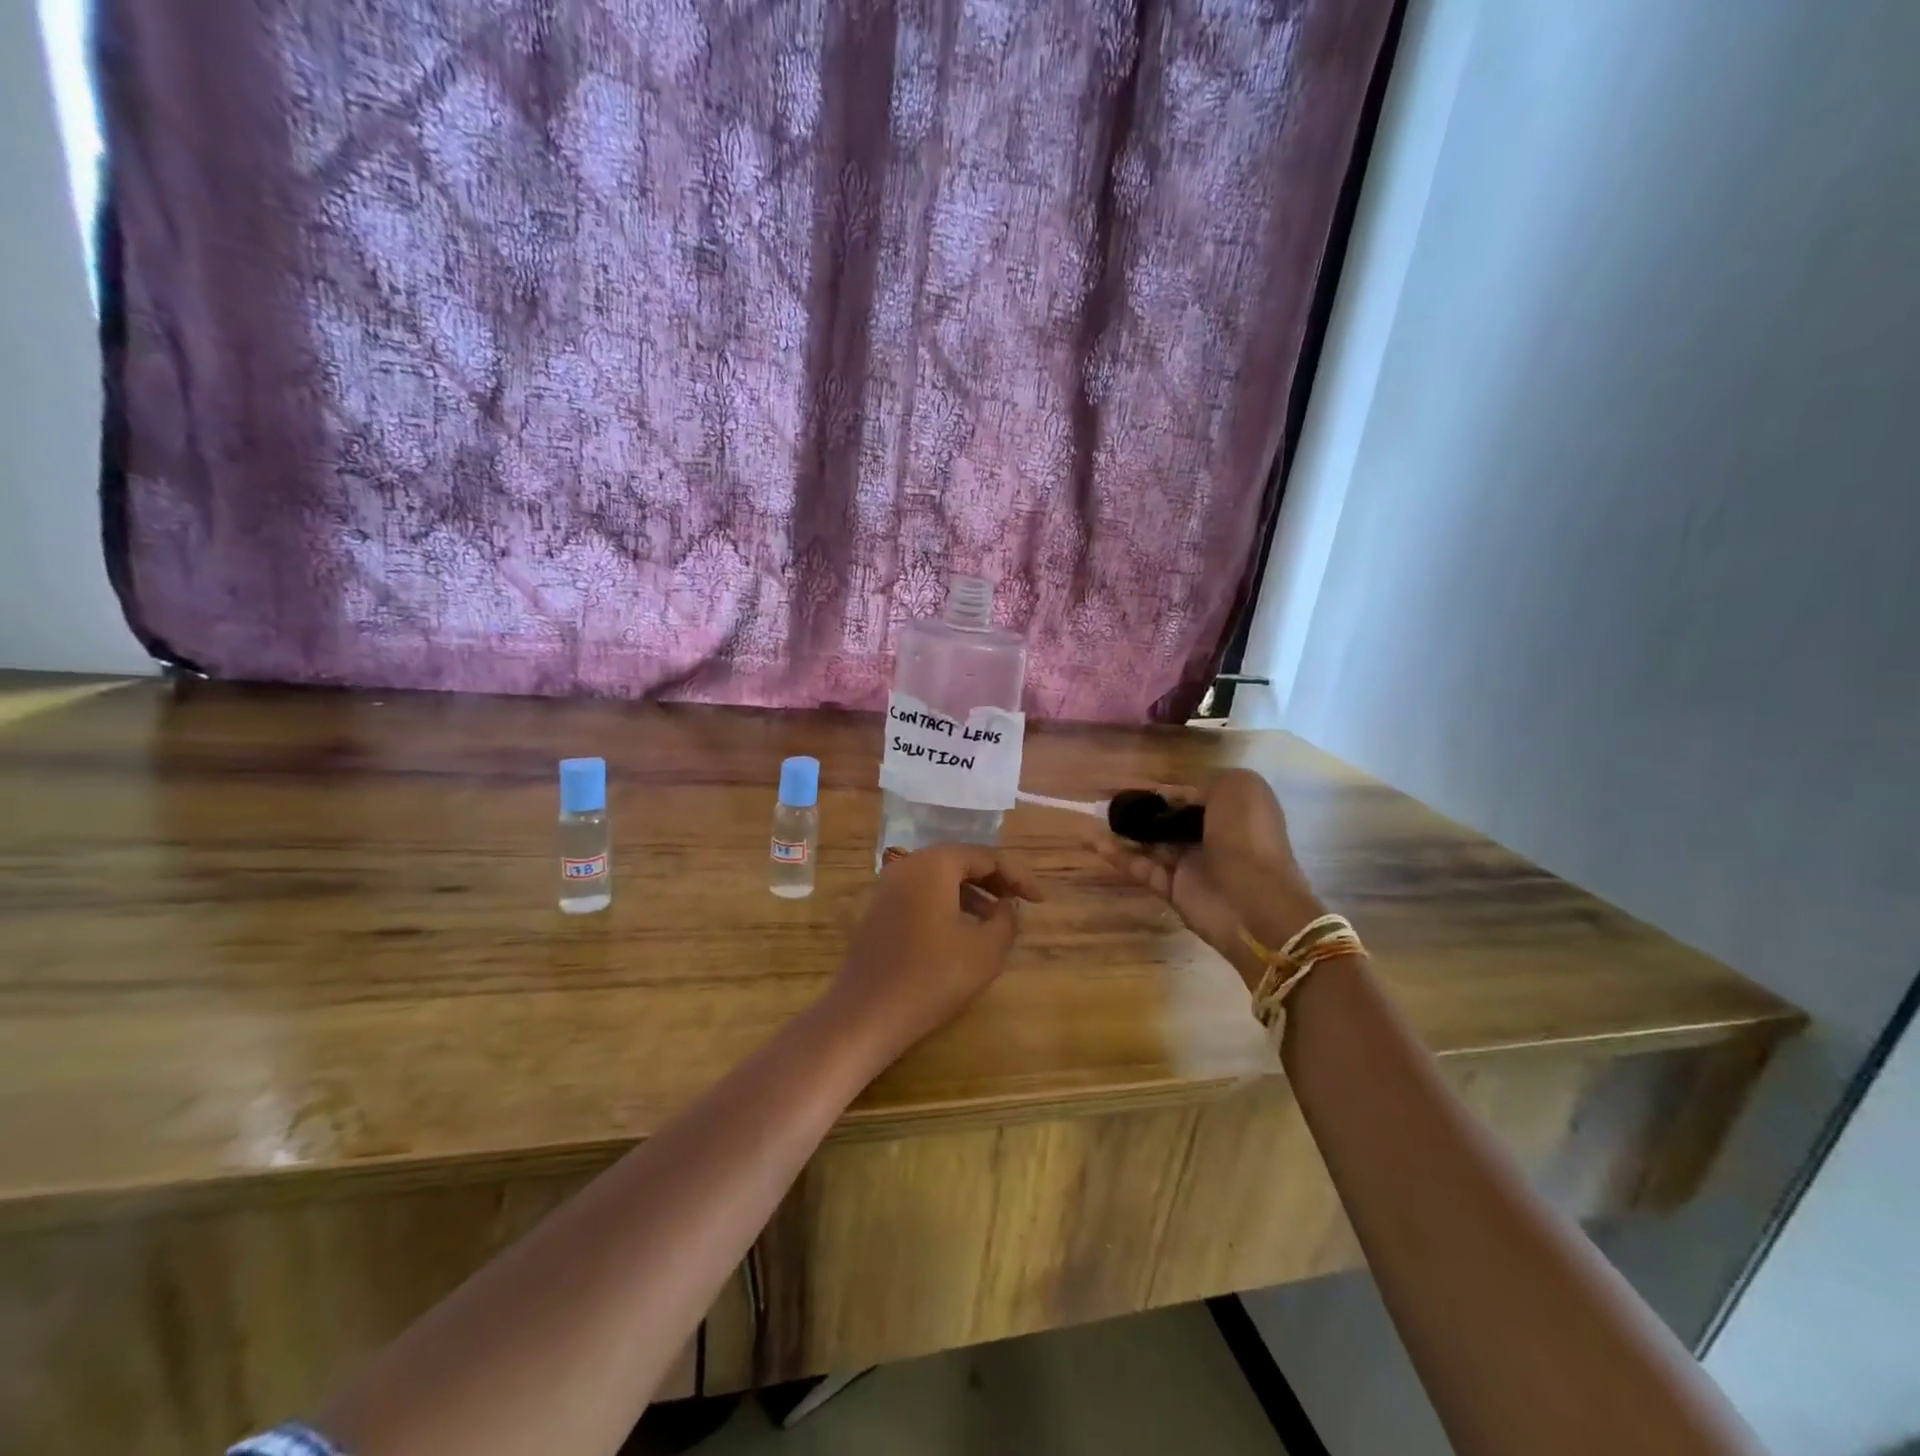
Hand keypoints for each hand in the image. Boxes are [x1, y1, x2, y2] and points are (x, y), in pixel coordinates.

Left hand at [831, 843, 1043, 1061]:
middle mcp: (907, 865)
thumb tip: (1006, 907)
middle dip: (994, 881)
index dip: (1018, 877)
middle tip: (1020, 903)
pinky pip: (922, 895)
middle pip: (960, 862)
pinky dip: (948, 904)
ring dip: (972, 894)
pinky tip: (963, 931)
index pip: (986, 857)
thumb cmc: (931, 978)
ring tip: (997, 920)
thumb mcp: (985, 951)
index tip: (1040, 901)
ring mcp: (887, 887)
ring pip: (940, 879)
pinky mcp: (878, 911)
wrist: (865, 1014)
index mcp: (934, 864)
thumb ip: (1007, 920)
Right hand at [1087, 769, 1323, 982]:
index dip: (1163, 790)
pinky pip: (1142, 868)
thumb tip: (1174, 794)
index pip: (1191, 795)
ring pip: (1151, 844)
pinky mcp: (1173, 890)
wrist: (1255, 902)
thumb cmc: (1247, 837)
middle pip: (1168, 820)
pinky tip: (1092, 842)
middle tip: (1107, 802)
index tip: (1130, 784)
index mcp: (1232, 811)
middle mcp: (1212, 836)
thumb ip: (1205, 782)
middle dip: (1141, 811)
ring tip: (1093, 818)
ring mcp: (1191, 865)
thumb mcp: (1238, 787)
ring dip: (1124, 831)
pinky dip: (1118, 856)